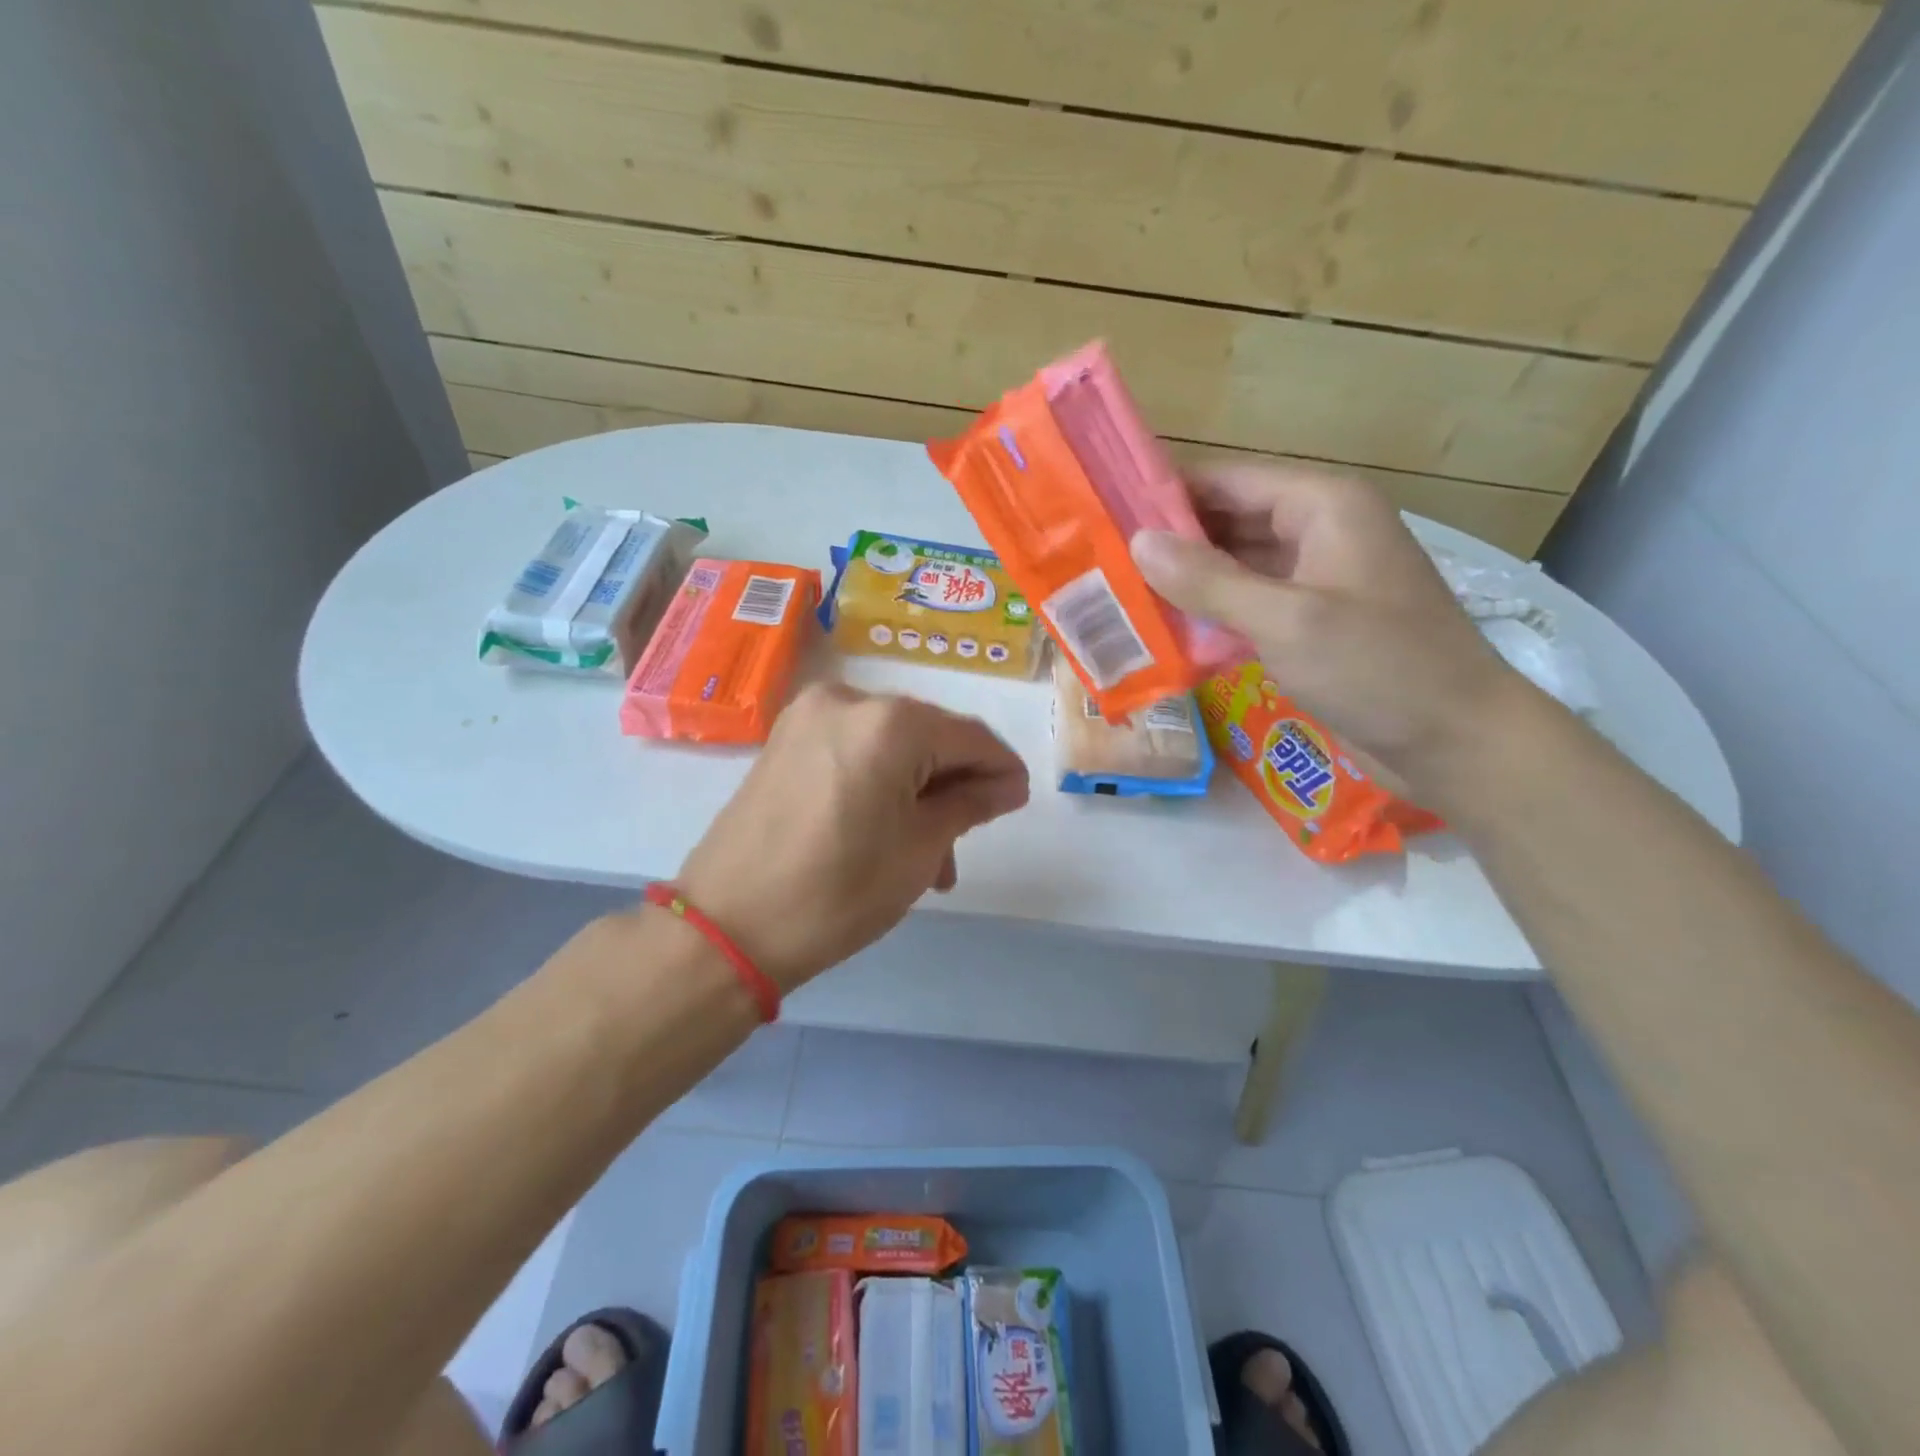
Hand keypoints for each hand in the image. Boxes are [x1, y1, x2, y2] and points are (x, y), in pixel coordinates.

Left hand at [675, 684, 1029, 991]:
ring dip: (917, 789)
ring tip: (927, 855)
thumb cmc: (838, 892)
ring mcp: (809, 715)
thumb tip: (1008, 785)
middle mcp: (849, 699)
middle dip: (955, 784)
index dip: (1001, 769)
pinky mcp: (785, 738)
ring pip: (890, 745)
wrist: (727, 926)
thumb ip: (971, 804)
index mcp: (890, 722)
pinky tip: (888, 828)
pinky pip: (854, 749)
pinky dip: (880, 781)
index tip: (1017, 802)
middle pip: (928, 735)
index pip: (970, 737)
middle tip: (967, 840)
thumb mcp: (919, 850)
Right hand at [1131, 463, 1518, 796]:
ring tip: (1118, 596)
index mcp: (1323, 506)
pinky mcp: (1313, 622)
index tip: (1104, 514)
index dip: (1166, 494)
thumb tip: (1138, 542)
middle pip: (1228, 522)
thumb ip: (1208, 581)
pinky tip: (1166, 632)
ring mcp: (1317, 579)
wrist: (1457, 740)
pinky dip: (1212, 615)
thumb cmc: (1377, 667)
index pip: (1227, 482)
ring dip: (1186, 583)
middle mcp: (1319, 531)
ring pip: (1235, 567)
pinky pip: (1251, 605)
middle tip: (1101, 563)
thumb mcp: (1286, 619)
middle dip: (1170, 543)